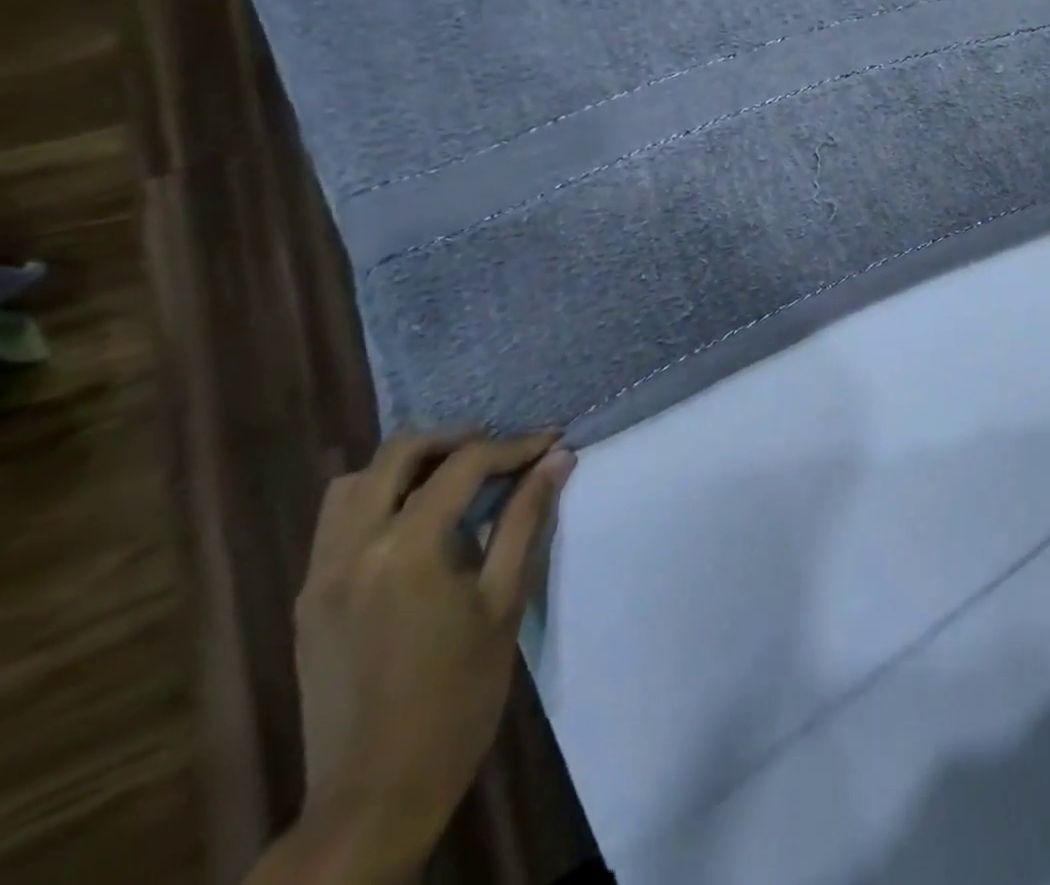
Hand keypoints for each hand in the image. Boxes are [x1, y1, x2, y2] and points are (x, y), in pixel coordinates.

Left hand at [291, 430, 575, 873]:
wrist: (376, 793)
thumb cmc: (458, 694)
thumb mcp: (505, 600)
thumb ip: (527, 519)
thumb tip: (557, 458)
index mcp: (406, 548)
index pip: (465, 465)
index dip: (516, 445)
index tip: (554, 440)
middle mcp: (353, 548)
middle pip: (398, 453)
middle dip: (457, 439)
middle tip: (503, 449)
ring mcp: (321, 574)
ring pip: (356, 482)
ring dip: (409, 464)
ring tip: (457, 477)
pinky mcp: (309, 599)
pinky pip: (339, 520)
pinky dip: (379, 497)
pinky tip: (418, 520)